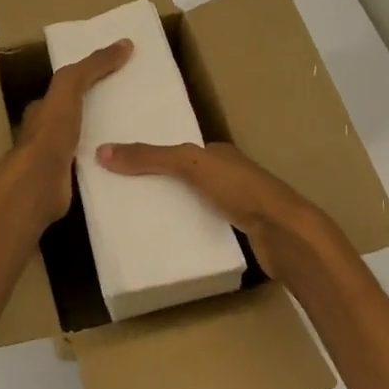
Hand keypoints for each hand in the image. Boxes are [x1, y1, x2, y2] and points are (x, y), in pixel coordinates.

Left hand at [0, 38, 132, 235]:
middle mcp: (47, 134)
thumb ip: (92, 66)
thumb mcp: (70, 88)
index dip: (90, 81)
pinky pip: (94, 168)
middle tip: (137, 108)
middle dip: (102, 112)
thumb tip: (125, 43)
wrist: (38, 184)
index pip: (67, 90)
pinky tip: (131, 165)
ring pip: (87, 144)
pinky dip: (109, 165)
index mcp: (43, 110)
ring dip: (108, 140)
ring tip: (140, 136)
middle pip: (78, 117)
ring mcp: (57, 161)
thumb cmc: (51, 132)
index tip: (120, 79)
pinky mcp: (69, 184)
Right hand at [94, 140, 330, 280]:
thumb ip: (149, 157)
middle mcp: (230, 174)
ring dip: (176, 207)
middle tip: (127, 195)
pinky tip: (174, 238)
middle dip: (162, 183)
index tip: (126, 166)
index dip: (155, 155)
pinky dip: (190, 228)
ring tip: (143, 218)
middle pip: (188, 176)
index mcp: (219, 153)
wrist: (286, 234)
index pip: (181, 150)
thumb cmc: (240, 190)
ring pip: (198, 202)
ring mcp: (239, 204)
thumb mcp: (189, 165)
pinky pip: (207, 225)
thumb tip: (102, 151)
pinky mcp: (243, 232)